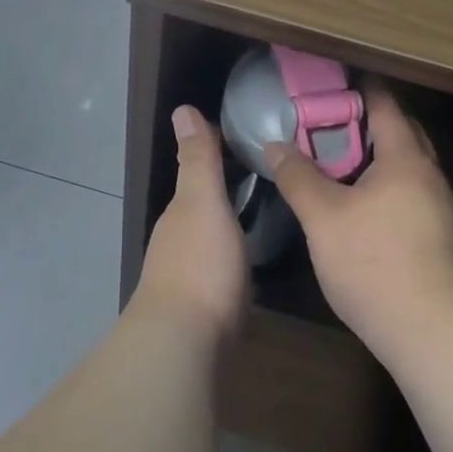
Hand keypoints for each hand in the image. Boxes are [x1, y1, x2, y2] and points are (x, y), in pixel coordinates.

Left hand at [135, 106, 248, 340]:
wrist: (185, 342)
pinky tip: (254, 258)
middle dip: (230, 190)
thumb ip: (198, 160)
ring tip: (270, 212)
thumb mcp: (203, 202)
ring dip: (233, 223)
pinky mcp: (206, 305)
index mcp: (182, 211)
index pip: (200, 172)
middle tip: (273, 177)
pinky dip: (236, 254)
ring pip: (214, 236)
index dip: (222, 154)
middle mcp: (180, 238)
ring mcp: (190, 273)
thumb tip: (183, 108)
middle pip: (206, 205)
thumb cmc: (200, 264)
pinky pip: (223, 266)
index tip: (253, 142)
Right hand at [266, 84, 452, 356]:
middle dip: (367, 121)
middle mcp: (429, 175)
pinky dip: (384, 184)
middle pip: (401, 132)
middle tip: (327, 121)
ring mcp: (439, 207)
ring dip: (375, 156)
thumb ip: (298, 177)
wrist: (430, 330)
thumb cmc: (373, 262)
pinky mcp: (438, 236)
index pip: (385, 105)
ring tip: (336, 161)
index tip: (330, 82)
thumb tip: (275, 146)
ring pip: (406, 165)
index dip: (359, 88)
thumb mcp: (323, 217)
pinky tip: (359, 204)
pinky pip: (409, 192)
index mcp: (406, 158)